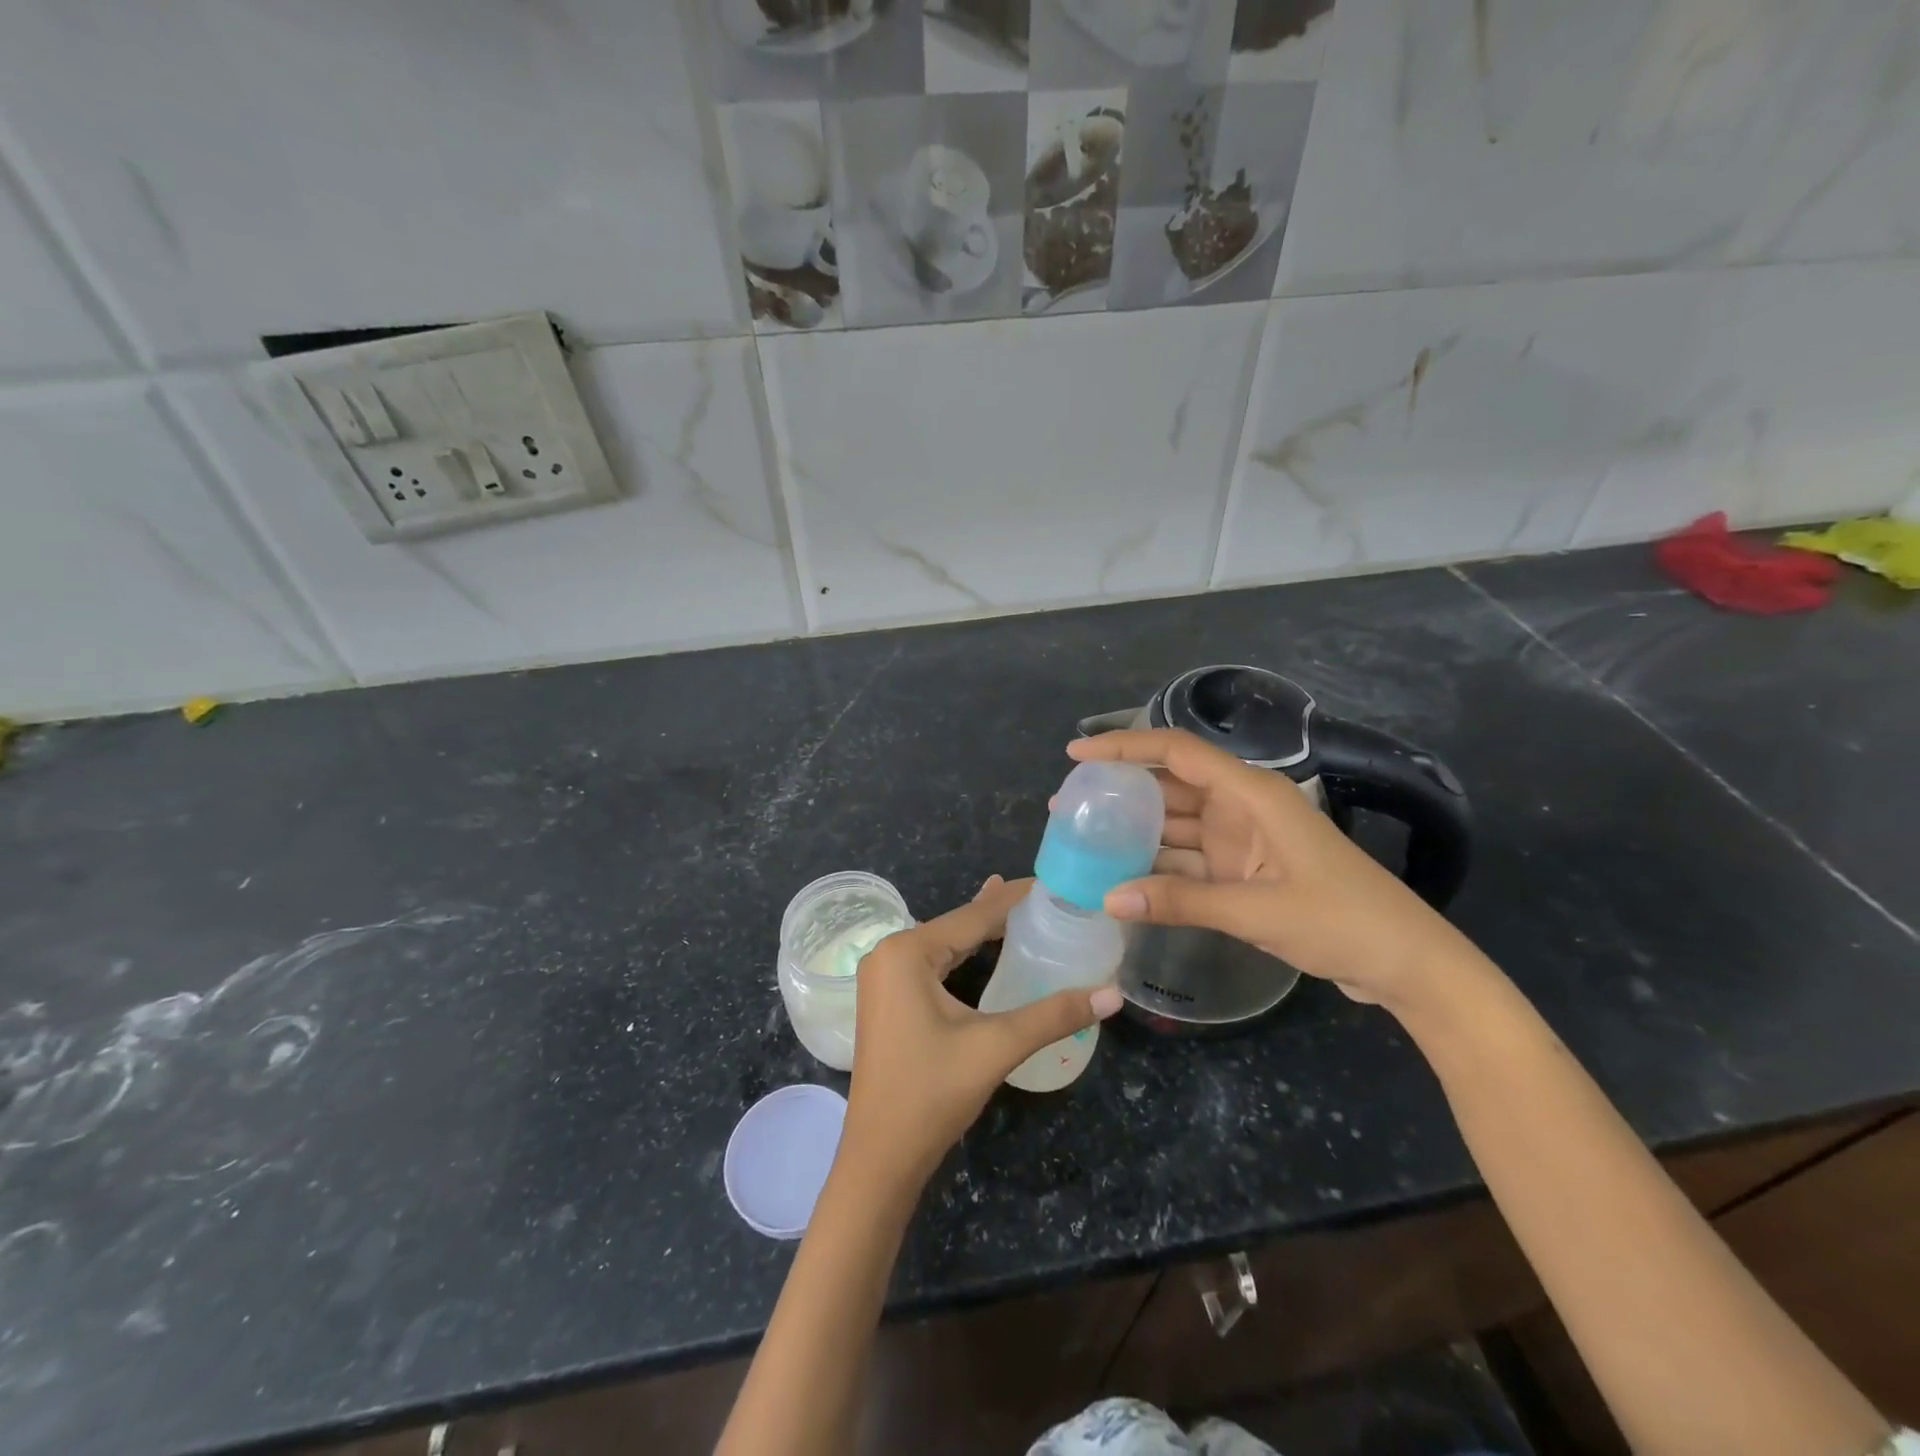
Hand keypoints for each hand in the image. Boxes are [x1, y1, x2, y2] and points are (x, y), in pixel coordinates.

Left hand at [838, 875, 1123, 1192]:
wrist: (880, 1158)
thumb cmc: (931, 1094)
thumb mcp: (996, 1047)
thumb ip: (1053, 1015)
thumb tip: (1112, 994)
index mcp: (907, 951)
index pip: (973, 914)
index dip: (1015, 898)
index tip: (1054, 881)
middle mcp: (889, 953)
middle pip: (958, 925)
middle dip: (1002, 912)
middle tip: (1050, 898)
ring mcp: (884, 977)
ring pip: (945, 943)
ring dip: (982, 931)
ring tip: (1023, 910)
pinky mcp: (888, 999)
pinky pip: (932, 963)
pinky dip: (963, 953)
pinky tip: (982, 947)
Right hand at [1067, 729, 1477, 1012]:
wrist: (1406, 963)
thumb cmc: (1343, 920)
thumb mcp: (1258, 911)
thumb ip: (1182, 901)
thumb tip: (1109, 899)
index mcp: (1253, 794)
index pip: (1177, 753)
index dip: (1125, 745)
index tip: (1076, 751)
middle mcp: (1243, 808)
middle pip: (1170, 786)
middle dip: (1121, 789)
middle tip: (1069, 803)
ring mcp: (1243, 841)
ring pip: (1176, 824)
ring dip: (1135, 830)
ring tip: (1084, 837)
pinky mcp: (1244, 871)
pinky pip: (1189, 859)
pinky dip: (1158, 865)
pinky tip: (1123, 875)